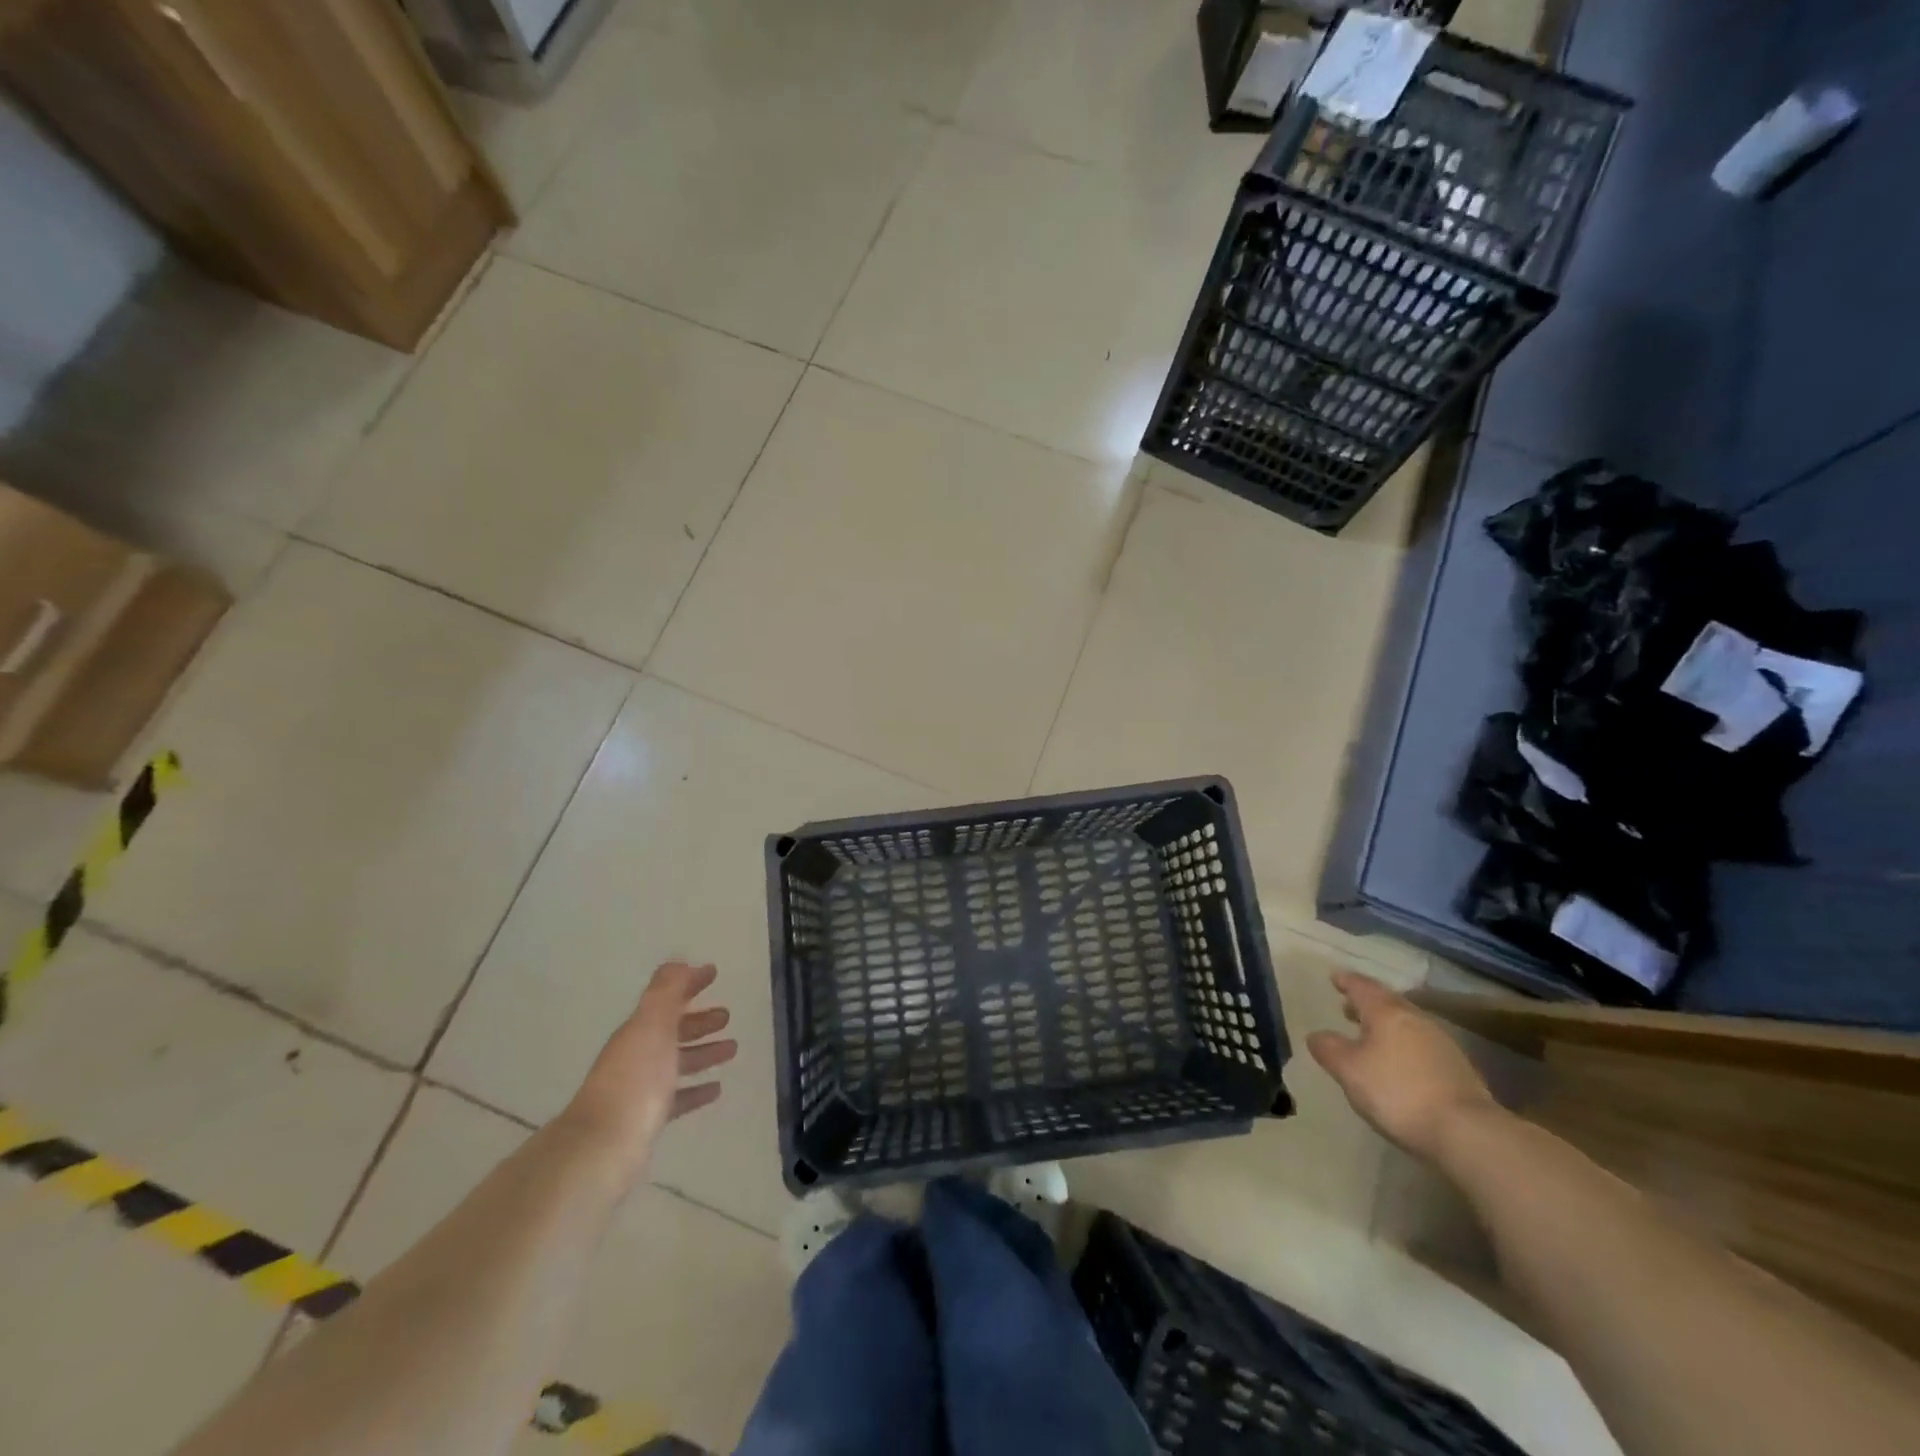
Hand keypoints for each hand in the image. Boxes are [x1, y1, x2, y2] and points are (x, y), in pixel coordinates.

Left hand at [562, 962, 737, 1177]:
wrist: (604, 1147)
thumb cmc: (635, 1078)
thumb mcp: (653, 1025)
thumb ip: (667, 992)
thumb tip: (679, 963)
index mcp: (638, 1030)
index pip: (667, 998)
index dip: (690, 984)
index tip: (714, 973)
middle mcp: (637, 1055)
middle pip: (672, 1031)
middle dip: (699, 1020)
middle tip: (728, 1016)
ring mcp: (641, 1088)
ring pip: (678, 1063)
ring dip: (703, 1052)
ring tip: (732, 1049)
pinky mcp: (647, 1119)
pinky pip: (678, 1097)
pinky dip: (696, 1090)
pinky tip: (716, 1090)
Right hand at [1307, 970, 1497, 1161]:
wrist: (1467, 1132)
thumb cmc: (1398, 1092)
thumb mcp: (1349, 1071)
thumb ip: (1329, 1049)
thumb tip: (1316, 1035)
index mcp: (1387, 1013)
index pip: (1362, 987)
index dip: (1346, 981)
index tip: (1335, 977)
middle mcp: (1416, 1020)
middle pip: (1388, 1002)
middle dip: (1366, 1003)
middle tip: (1348, 1006)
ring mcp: (1442, 1043)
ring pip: (1407, 1023)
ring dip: (1386, 1025)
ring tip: (1370, 1035)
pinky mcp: (1459, 1069)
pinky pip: (1421, 1044)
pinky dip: (1404, 1044)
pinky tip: (1399, 1062)